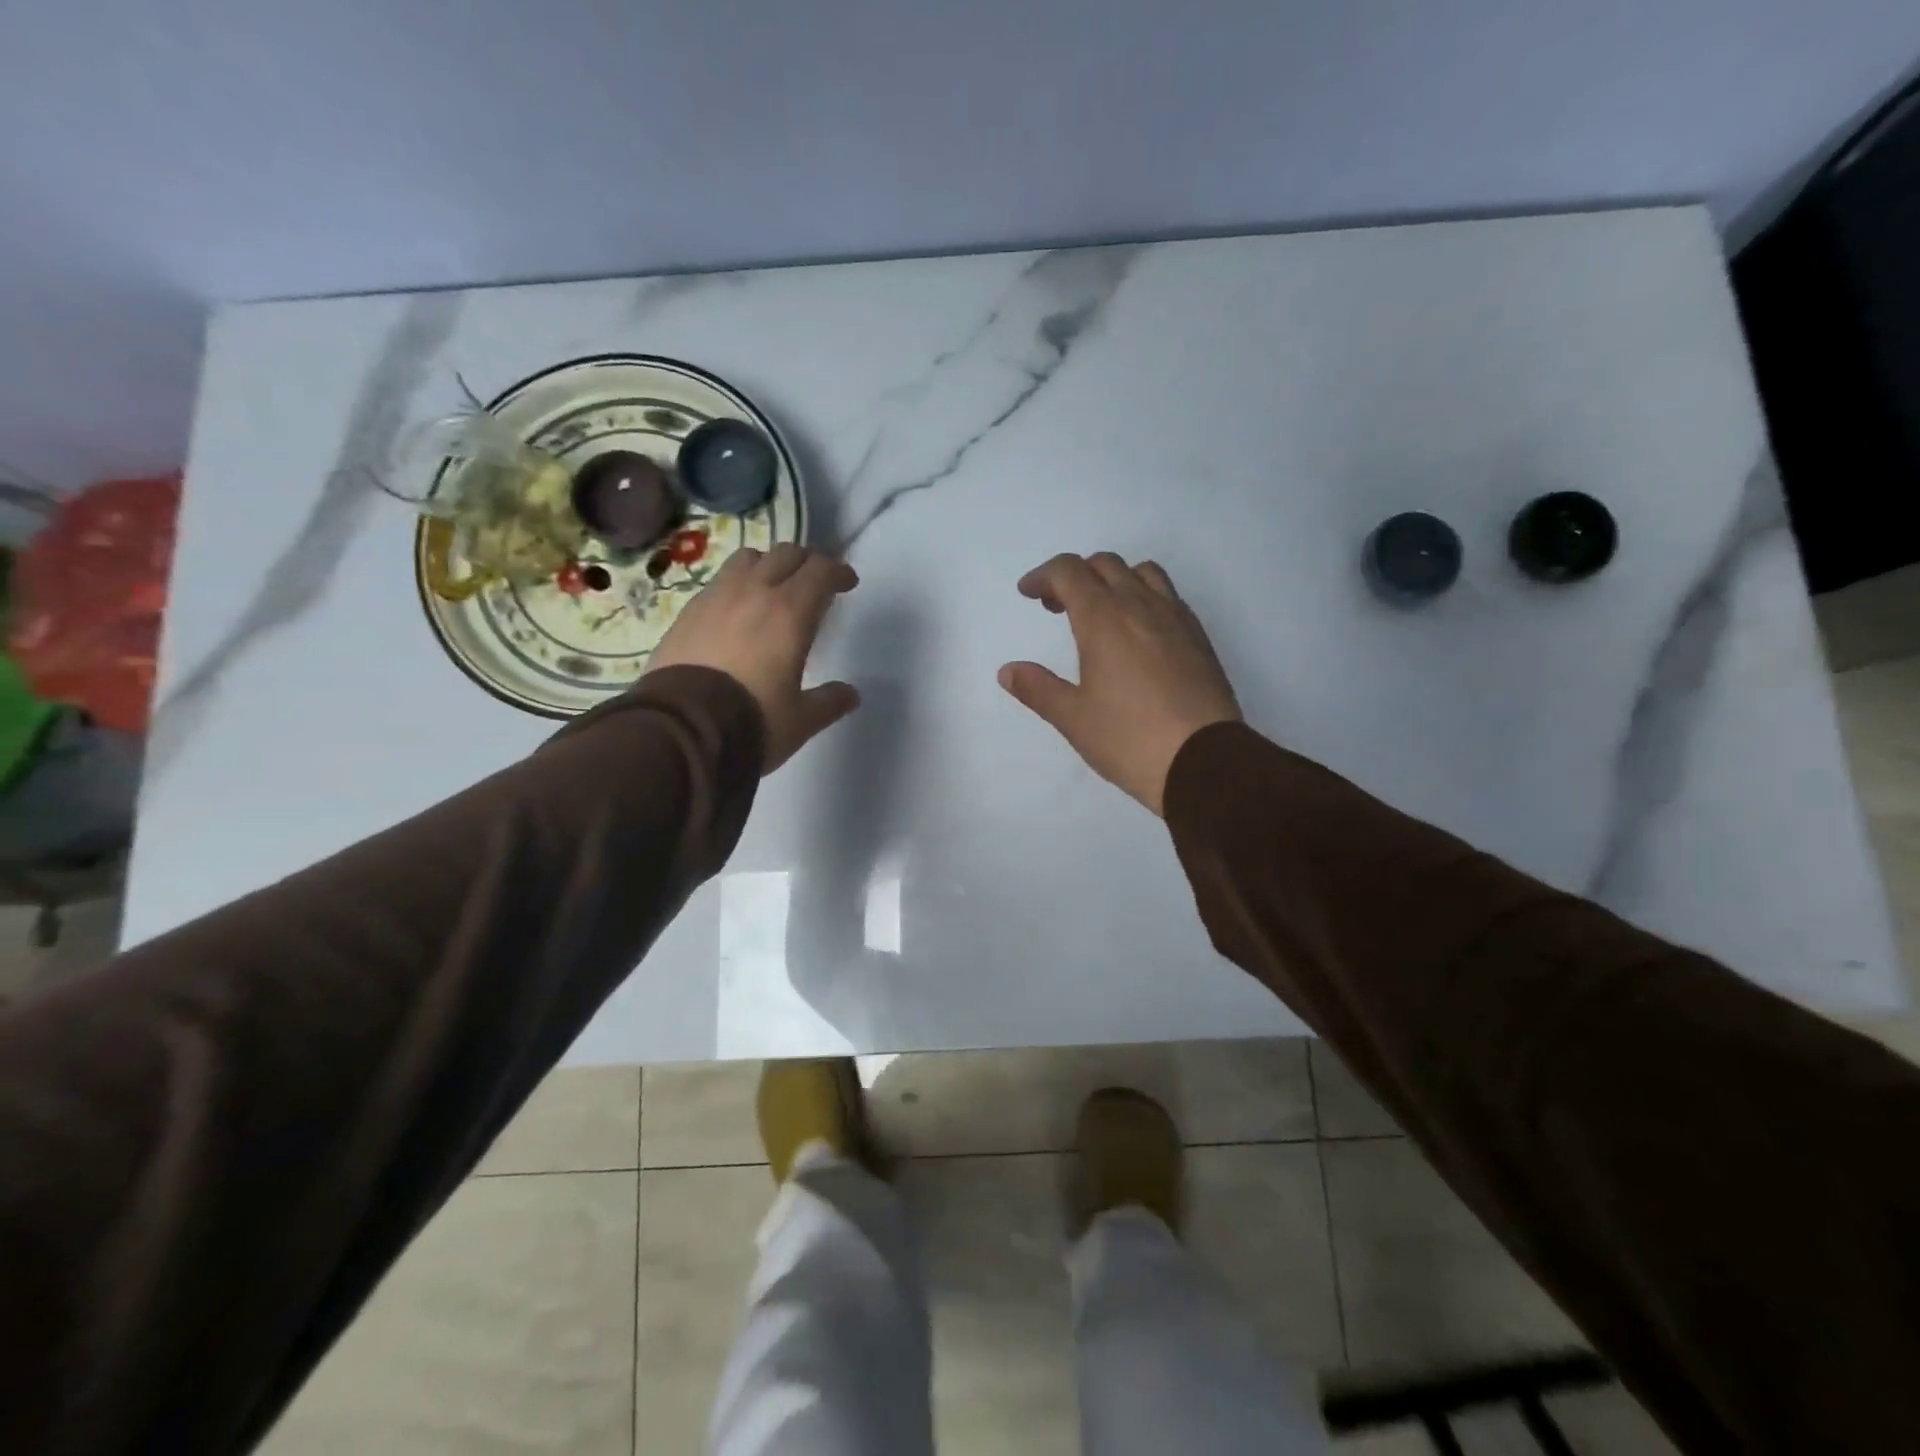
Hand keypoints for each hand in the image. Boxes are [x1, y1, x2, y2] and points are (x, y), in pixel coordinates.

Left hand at [647, 543, 860, 772]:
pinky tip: (737, 610)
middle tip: (814, 583)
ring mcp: (716, 597)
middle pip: (786, 554)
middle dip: (806, 563)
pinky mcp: (687, 611)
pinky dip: (737, 584)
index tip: (847, 583)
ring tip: (773, 588)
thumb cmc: (751, 721)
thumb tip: (851, 694)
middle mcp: (754, 592)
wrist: (680, 730)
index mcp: (790, 613)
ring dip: (768, 565)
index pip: (820, 570)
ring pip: (748, 558)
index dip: (838, 571)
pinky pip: (719, 581)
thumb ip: (829, 702)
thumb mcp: (800, 720)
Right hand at [999, 552, 1240, 815]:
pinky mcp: (1199, 637)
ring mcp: (1176, 618)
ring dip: (1114, 579)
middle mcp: (1140, 606)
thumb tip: (1008, 671)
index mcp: (1103, 619)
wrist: (1204, 761)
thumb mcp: (1073, 718)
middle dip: (1074, 576)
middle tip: (1057, 607)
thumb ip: (1038, 689)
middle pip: (1105, 564)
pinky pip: (1168, 596)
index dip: (1043, 576)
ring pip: (1142, 573)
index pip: (1069, 572)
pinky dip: (1144, 597)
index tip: (1028, 594)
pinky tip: (1139, 634)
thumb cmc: (1129, 739)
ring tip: (1101, 612)